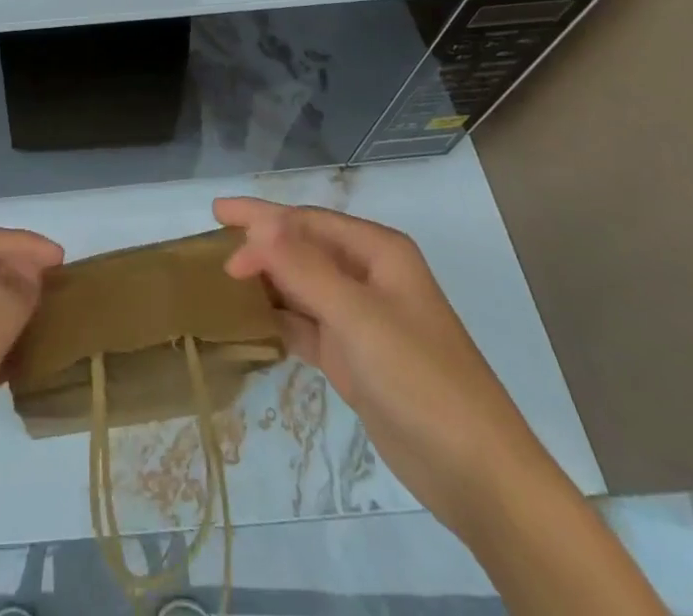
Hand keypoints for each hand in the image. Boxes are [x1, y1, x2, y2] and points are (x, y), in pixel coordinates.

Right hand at [215, 199, 666, 615]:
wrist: (476, 474)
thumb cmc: (420, 378)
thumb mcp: (358, 316)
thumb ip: (304, 268)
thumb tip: (259, 223)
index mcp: (378, 252)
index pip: (308, 221)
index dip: (262, 217)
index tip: (217, 217)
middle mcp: (369, 277)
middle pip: (304, 248)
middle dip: (263, 246)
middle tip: (216, 253)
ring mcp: (362, 319)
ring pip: (303, 286)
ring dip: (269, 280)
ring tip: (224, 279)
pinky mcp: (355, 358)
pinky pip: (307, 325)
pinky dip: (281, 318)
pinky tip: (253, 320)